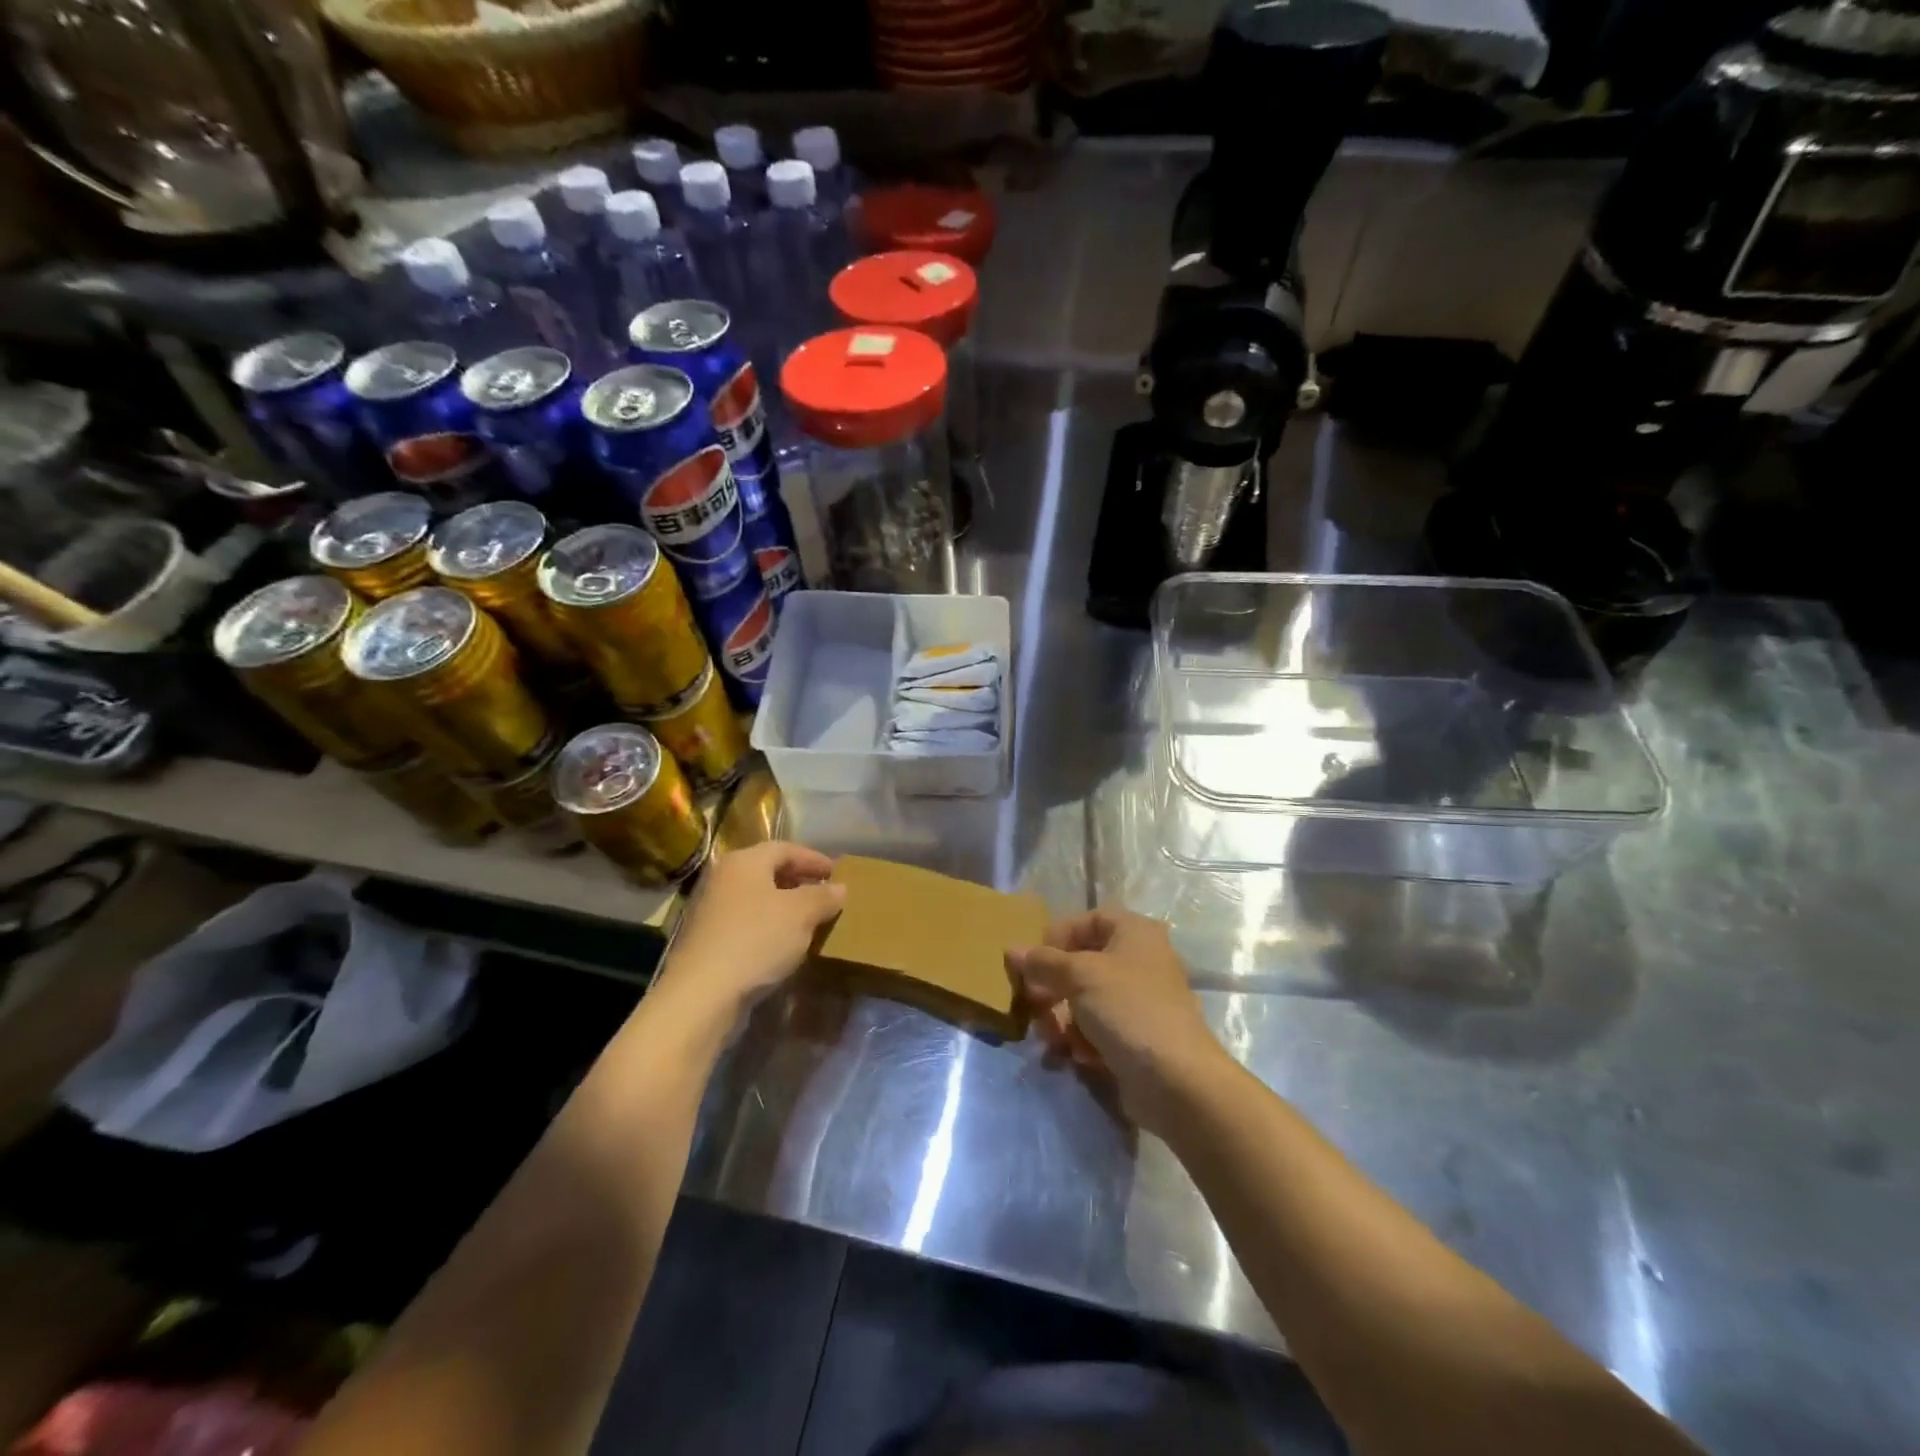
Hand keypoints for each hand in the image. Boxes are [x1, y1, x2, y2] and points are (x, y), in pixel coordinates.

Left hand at [657, 841, 846, 1017]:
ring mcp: (712, 910)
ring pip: (758, 899)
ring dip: (786, 906)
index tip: (837, 873)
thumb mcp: (801, 914)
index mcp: (744, 862)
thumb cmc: (756, 940)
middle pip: (768, 871)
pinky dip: (770, 927)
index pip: (785, 849)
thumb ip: (823, 897)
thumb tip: (840, 888)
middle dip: (800, 881)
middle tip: (825, 894)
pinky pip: (748, 923)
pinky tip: (786, 944)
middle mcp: (724, 879)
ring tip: (811, 920)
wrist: (703, 994)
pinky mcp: (709, 940)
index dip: (814, 859)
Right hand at [1006, 909, 1226, 1131]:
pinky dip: (1083, 1041)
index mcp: (1134, 932)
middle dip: (1054, 987)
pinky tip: (1078, 1057)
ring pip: (1086, 1000)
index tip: (1032, 964)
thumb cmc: (1128, 1009)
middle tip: (1033, 1006)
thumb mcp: (1079, 976)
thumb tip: (1012, 951)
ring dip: (1064, 1020)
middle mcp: (1140, 960)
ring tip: (1055, 1040)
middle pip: (1082, 964)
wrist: (1176, 1080)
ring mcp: (1140, 1001)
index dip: (1057, 938)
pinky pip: (1098, 1029)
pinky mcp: (1137, 1037)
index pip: (1086, 921)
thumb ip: (1043, 962)